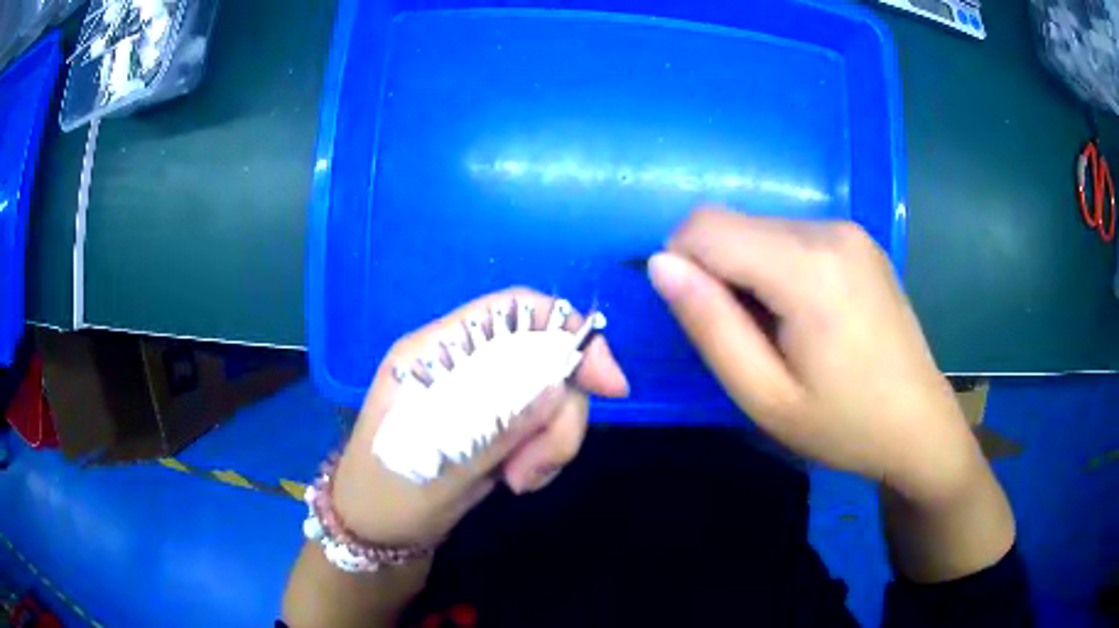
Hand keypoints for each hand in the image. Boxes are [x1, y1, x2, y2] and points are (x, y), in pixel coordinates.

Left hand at [331, 289, 628, 545]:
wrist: (378, 532)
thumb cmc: (389, 497)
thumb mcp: (440, 468)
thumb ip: (496, 426)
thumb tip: (557, 385)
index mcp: (435, 354)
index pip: (512, 312)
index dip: (567, 331)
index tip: (608, 384)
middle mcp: (462, 363)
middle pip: (543, 356)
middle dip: (558, 411)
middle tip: (538, 465)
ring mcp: (480, 393)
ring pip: (550, 393)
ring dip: (551, 439)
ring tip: (521, 481)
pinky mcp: (495, 422)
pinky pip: (543, 422)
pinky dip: (545, 451)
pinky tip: (519, 481)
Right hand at [648, 208, 981, 503]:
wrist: (919, 425)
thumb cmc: (843, 425)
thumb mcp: (764, 396)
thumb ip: (709, 325)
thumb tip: (660, 265)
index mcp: (808, 267)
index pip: (705, 227)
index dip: (680, 265)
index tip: (701, 321)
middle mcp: (830, 229)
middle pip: (732, 223)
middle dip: (716, 272)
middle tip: (747, 338)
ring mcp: (849, 230)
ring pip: (759, 228)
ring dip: (746, 271)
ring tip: (780, 332)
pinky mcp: (859, 239)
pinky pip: (790, 236)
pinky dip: (775, 267)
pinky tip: (805, 315)